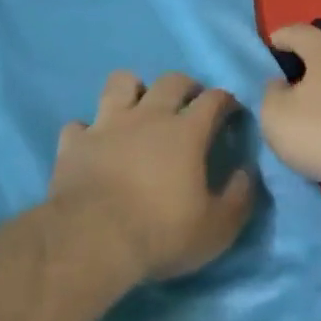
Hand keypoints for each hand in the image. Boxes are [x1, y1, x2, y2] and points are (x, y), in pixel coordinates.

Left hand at [50, 70, 256, 284]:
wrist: (93, 240)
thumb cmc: (162, 233)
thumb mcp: (218, 227)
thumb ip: (239, 197)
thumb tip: (246, 172)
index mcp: (186, 132)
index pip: (214, 99)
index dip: (227, 101)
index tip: (232, 112)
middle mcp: (148, 116)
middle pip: (171, 80)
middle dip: (187, 86)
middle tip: (191, 104)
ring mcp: (107, 125)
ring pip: (120, 82)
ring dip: (133, 89)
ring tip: (138, 108)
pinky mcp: (74, 143)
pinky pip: (79, 124)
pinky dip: (88, 131)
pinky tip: (94, 144)